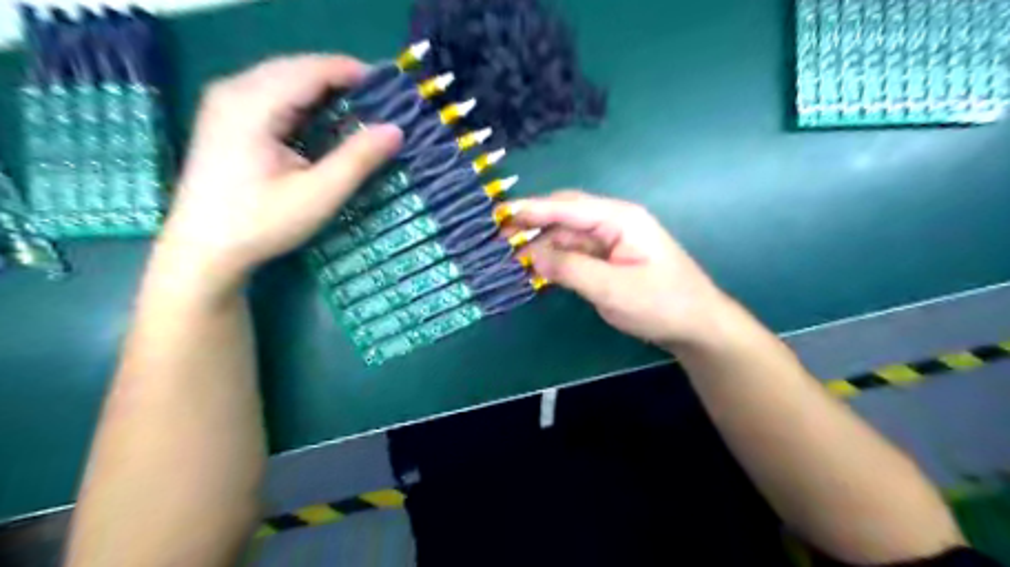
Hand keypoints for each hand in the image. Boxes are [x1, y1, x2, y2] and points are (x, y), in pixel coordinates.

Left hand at [157, 56, 403, 293]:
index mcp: (253, 104)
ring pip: (283, 77)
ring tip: (359, 106)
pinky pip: (271, 92)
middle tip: (379, 100)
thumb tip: (396, 130)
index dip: (352, 72)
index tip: (390, 88)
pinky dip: (303, 99)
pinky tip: (323, 117)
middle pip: (295, 67)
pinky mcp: (225, 117)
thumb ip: (358, 159)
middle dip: (339, 78)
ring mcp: (224, 102)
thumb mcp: (319, 194)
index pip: (310, 70)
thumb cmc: (262, 223)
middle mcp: (234, 90)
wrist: (205, 249)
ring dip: (322, 87)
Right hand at [514, 193, 733, 346]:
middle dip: (532, 222)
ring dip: (541, 243)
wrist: (695, 325)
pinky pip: (574, 252)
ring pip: (567, 235)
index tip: (500, 212)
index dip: (532, 208)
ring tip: (510, 254)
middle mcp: (613, 223)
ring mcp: (610, 241)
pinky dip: (554, 258)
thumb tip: (532, 255)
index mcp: (620, 219)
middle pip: (565, 215)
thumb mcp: (613, 289)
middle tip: (499, 235)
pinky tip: (536, 266)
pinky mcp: (608, 259)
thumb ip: (570, 269)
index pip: (568, 207)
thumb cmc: (661, 303)